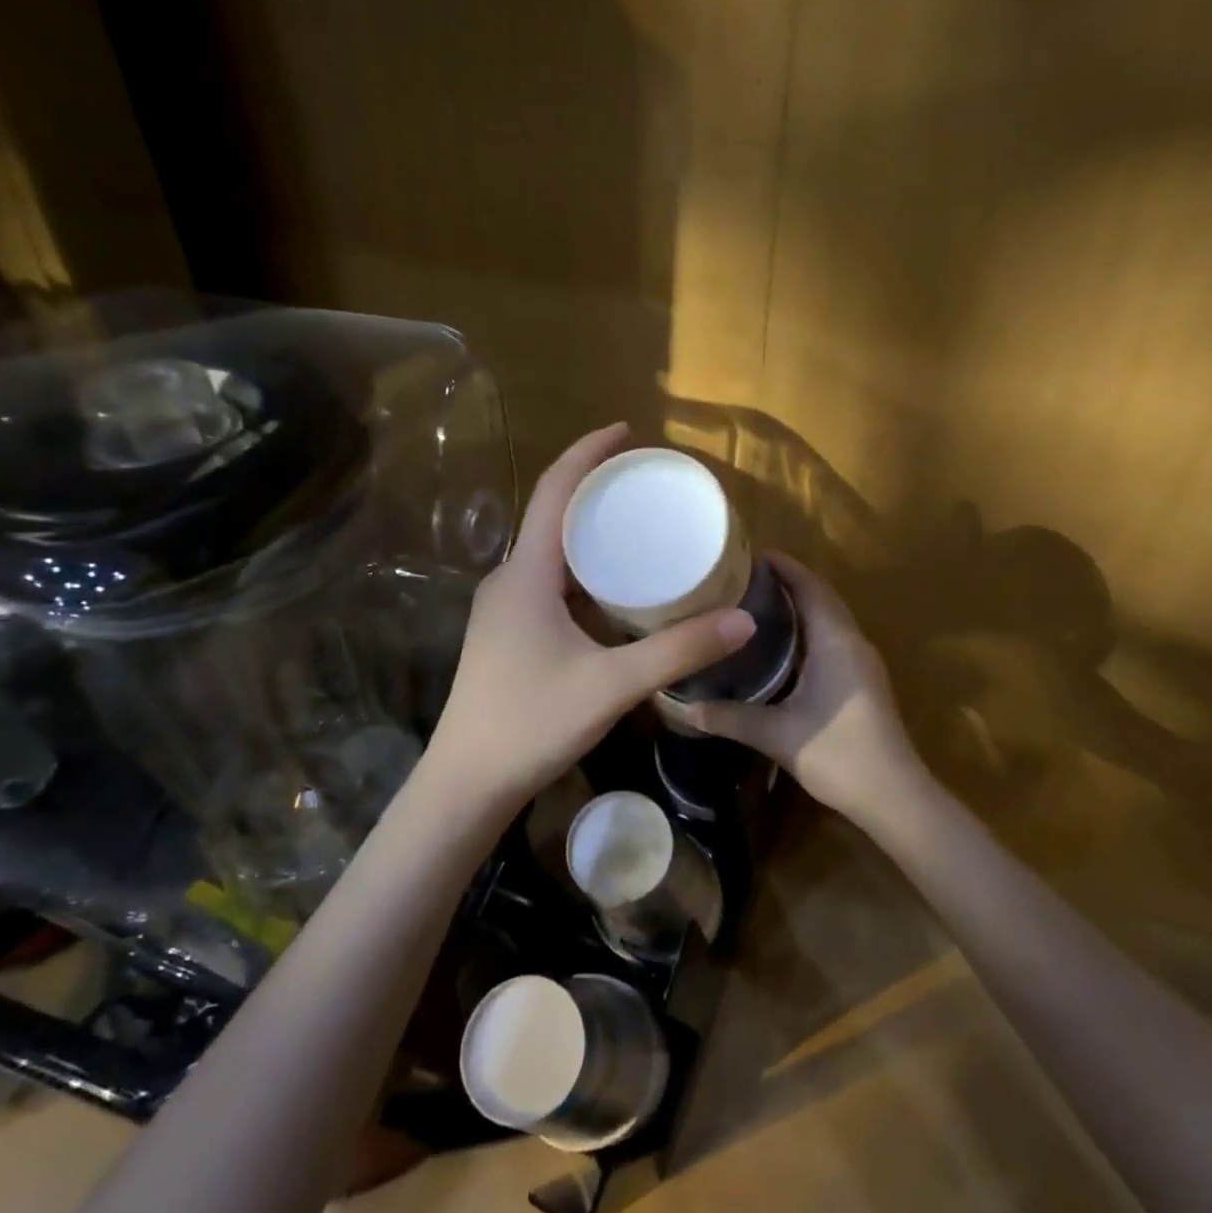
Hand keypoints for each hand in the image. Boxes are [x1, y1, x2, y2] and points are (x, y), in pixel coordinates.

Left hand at [421, 424, 755, 813]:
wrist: (467, 781)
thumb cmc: (531, 723)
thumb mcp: (612, 684)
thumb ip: (679, 651)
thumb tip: (744, 619)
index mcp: (526, 573)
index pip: (556, 490)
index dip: (589, 452)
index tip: (628, 431)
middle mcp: (510, 579)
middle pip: (554, 514)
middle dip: (598, 489)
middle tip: (648, 482)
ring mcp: (506, 607)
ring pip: (552, 552)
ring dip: (591, 533)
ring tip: (640, 527)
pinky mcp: (510, 632)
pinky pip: (551, 582)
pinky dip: (585, 570)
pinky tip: (616, 589)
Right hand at [686, 555, 926, 824]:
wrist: (894, 796)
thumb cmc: (838, 754)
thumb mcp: (776, 734)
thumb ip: (730, 717)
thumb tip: (683, 707)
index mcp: (836, 642)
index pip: (810, 587)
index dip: (784, 567)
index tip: (750, 554)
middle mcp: (852, 642)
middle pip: (820, 597)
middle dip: (787, 581)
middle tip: (743, 578)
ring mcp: (861, 662)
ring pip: (828, 618)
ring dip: (798, 605)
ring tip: (755, 603)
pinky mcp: (862, 681)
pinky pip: (832, 638)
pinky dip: (807, 629)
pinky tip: (779, 645)